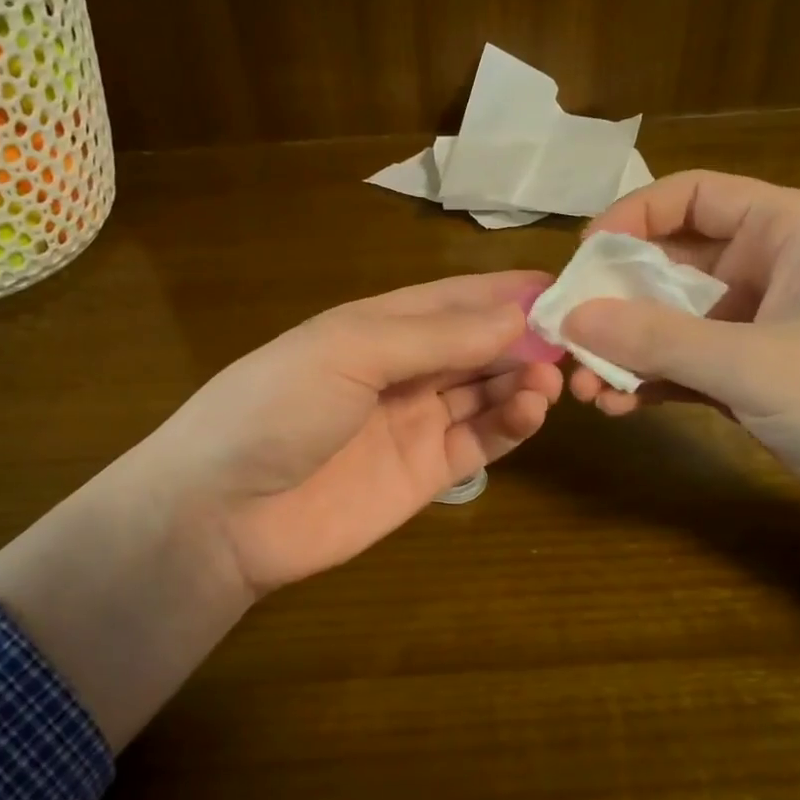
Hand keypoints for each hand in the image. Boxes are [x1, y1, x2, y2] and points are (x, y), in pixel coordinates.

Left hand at [138, 271, 564, 595]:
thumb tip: (516, 314)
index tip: (563, 286)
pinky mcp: (426, 474)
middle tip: (576, 338)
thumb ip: (435, 335)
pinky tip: (531, 410)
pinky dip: (511, 424)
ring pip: (485, 391)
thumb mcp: (350, 351)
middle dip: (524, 337)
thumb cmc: (277, 407)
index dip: (504, 292)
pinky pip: (480, 442)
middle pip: (477, 345)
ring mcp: (414, 423)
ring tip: (551, 378)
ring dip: (521, 379)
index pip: (453, 299)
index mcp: (376, 326)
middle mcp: (401, 370)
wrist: (223, 513)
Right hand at [559, 170, 799, 673]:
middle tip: (568, 338)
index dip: (629, 219)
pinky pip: (684, 364)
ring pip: (669, 322)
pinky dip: (649, 382)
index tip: (582, 262)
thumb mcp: (752, 362)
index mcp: (781, 230)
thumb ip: (657, 339)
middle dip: (614, 302)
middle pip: (667, 264)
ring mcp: (756, 325)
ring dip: (625, 351)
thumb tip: (571, 319)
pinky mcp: (751, 374)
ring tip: (586, 386)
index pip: (689, 196)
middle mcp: (764, 268)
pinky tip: (618, 406)